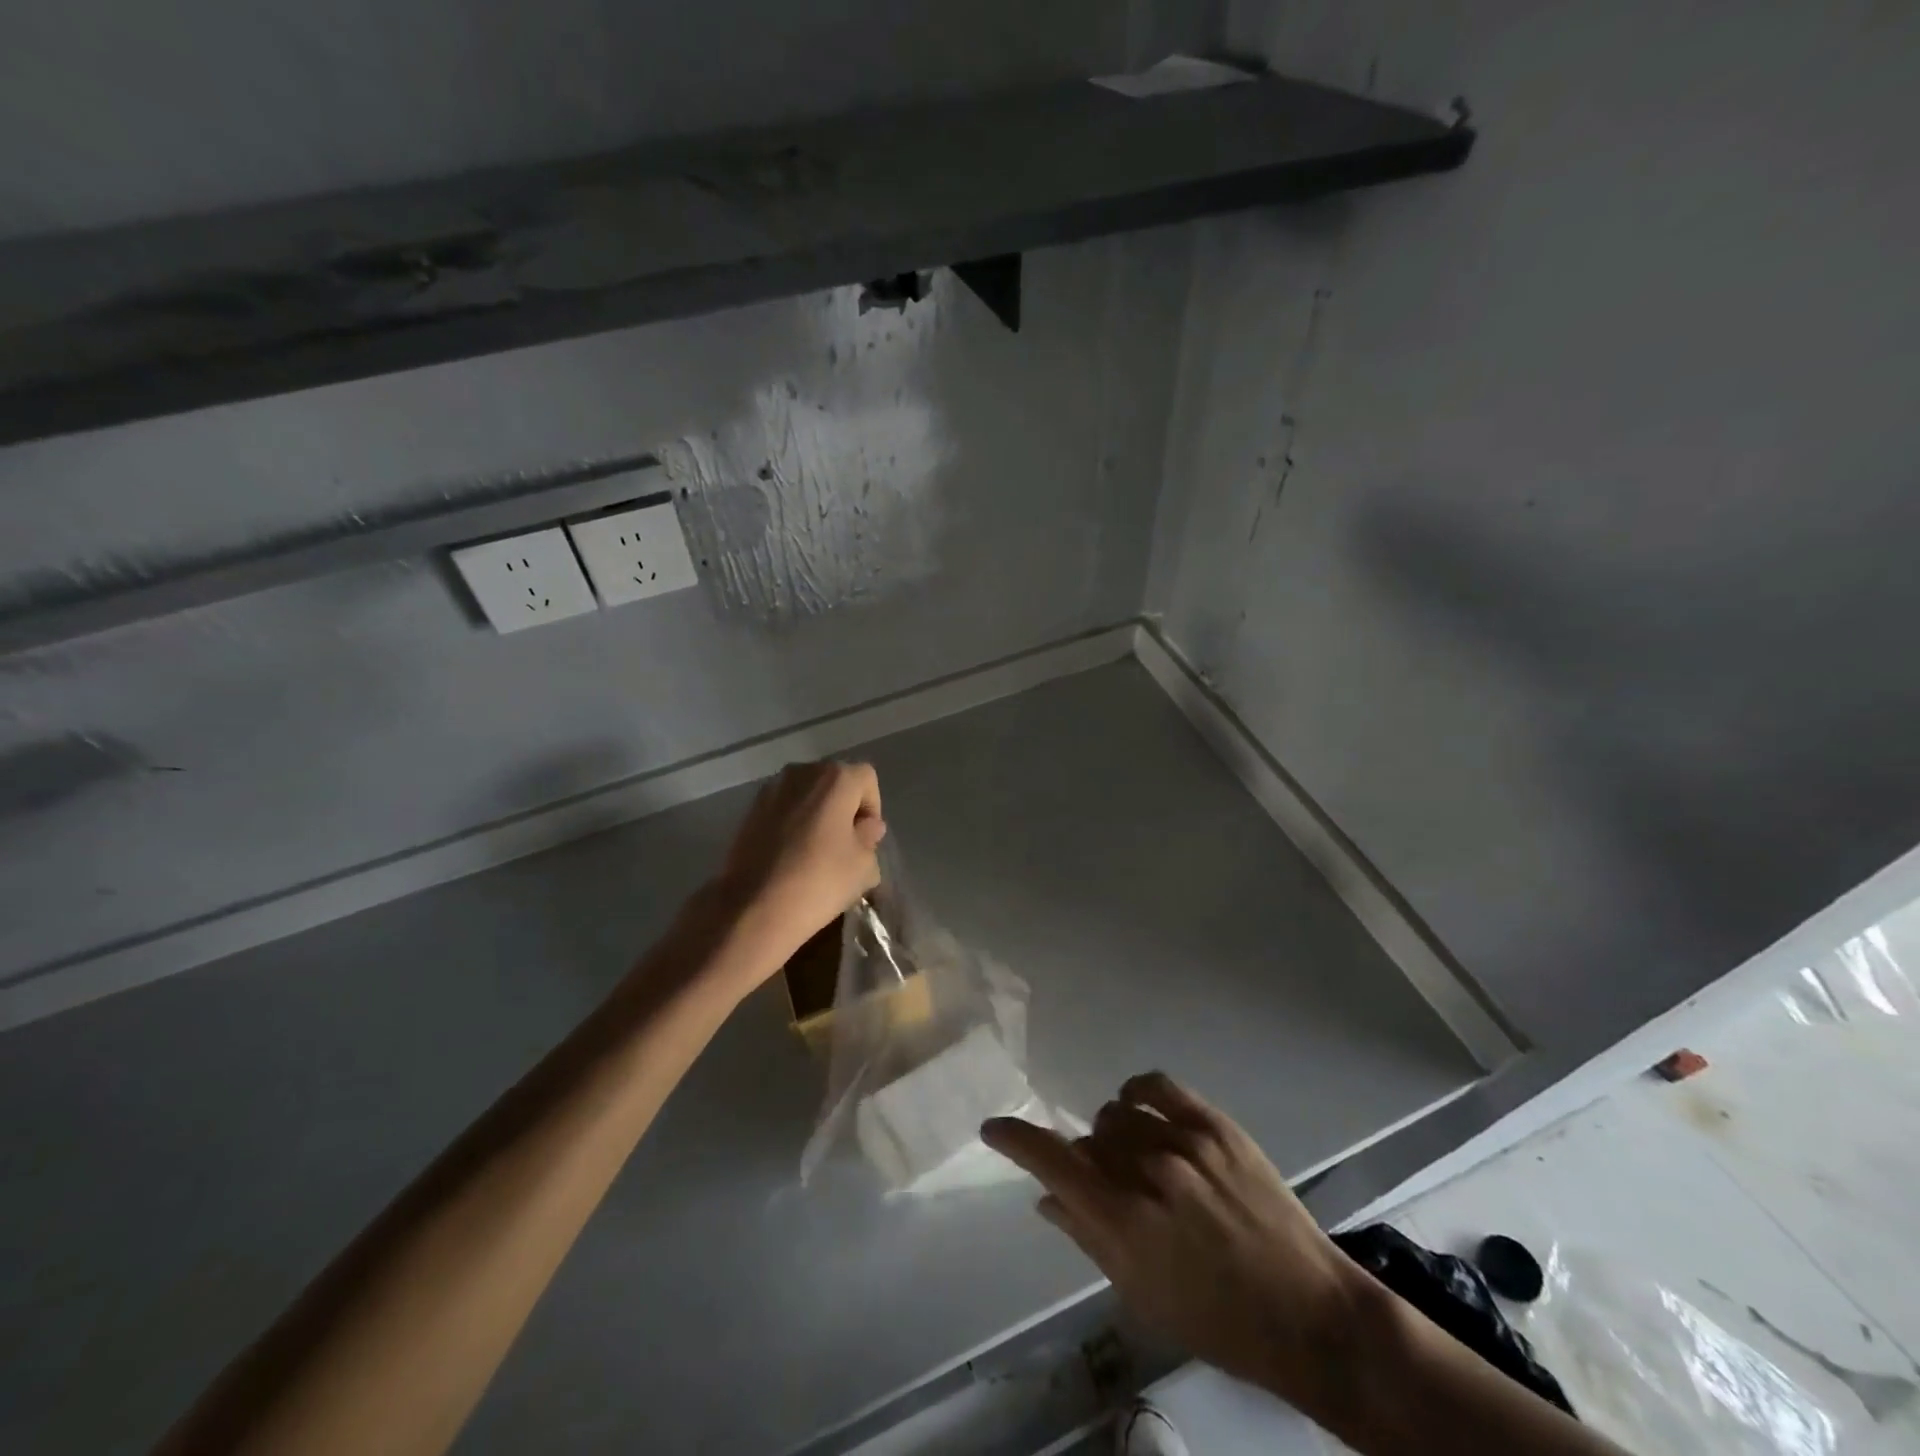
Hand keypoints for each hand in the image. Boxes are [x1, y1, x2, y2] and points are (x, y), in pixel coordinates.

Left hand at [713, 760, 886, 966]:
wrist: (753, 907)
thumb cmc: (819, 881)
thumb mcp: (864, 866)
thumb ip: (870, 838)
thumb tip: (866, 827)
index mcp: (836, 778)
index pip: (867, 780)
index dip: (872, 809)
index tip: (866, 841)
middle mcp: (803, 772)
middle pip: (835, 781)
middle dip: (845, 807)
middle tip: (846, 844)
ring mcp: (772, 788)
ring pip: (808, 793)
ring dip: (818, 813)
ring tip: (817, 850)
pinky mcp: (750, 809)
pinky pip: (784, 807)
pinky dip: (794, 822)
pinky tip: (792, 854)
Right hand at [983, 1073, 1375, 1413]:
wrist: (1307, 1312)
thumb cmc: (1216, 1319)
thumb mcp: (1140, 1294)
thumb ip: (1087, 1237)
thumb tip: (1046, 1197)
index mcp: (1123, 1225)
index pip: (1052, 1163)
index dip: (1016, 1140)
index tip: (993, 1127)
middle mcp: (1146, 1174)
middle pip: (1088, 1138)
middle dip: (1088, 1160)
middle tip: (1112, 1186)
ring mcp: (1183, 1143)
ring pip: (1117, 1112)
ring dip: (1115, 1134)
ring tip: (1140, 1160)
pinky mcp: (1214, 1125)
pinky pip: (1156, 1085)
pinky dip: (1138, 1093)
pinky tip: (1142, 1109)